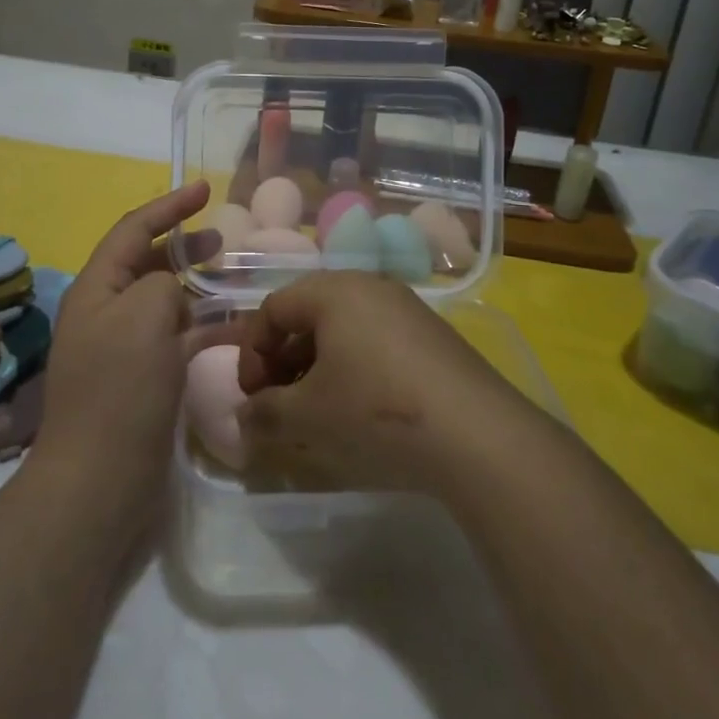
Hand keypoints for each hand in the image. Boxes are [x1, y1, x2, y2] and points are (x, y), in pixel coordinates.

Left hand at [30, 181, 216, 523]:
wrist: (100, 481)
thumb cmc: (119, 389)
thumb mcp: (143, 315)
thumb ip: (161, 284)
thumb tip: (172, 295)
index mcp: (97, 289)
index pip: (133, 229)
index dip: (169, 206)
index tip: (205, 189)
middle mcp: (107, 312)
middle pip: (147, 263)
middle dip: (184, 246)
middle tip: (225, 240)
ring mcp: (124, 348)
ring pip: (167, 302)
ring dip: (199, 288)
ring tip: (236, 281)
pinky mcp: (144, 380)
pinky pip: (178, 340)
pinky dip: (206, 330)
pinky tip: (239, 332)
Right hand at [234, 272, 528, 495]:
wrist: (475, 433)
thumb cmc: (375, 409)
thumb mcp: (308, 415)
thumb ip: (265, 413)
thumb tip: (243, 419)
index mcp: (333, 290)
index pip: (273, 308)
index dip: (252, 352)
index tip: (251, 396)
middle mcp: (370, 286)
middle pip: (309, 314)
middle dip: (284, 359)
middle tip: (279, 402)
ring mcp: (406, 308)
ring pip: (344, 328)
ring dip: (319, 365)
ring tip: (317, 410)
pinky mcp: (433, 335)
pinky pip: (376, 340)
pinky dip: (355, 367)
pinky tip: (361, 409)